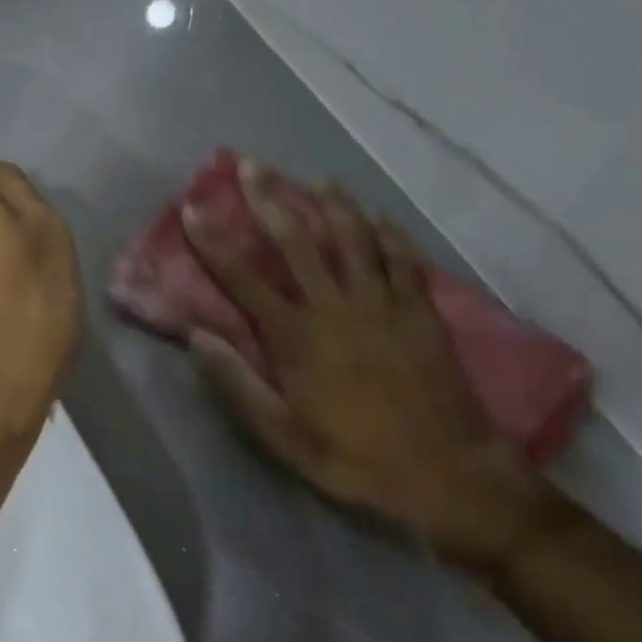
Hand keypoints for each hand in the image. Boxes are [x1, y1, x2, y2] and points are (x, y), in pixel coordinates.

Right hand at [184, 163, 550, 572]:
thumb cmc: (357, 459)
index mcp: (297, 338)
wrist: (448, 475)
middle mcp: (336, 308)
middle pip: (297, 242)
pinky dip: (388, 233)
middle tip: (253, 166)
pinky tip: (377, 216)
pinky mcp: (420, 310)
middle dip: (270, 200)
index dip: (214, 243)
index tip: (193, 209)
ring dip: (332, 204)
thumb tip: (196, 338)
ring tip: (316, 179)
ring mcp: (383, 304)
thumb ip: (238, 385)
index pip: (243, 280)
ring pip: (353, 238)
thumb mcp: (284, 437)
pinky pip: (402, 258)